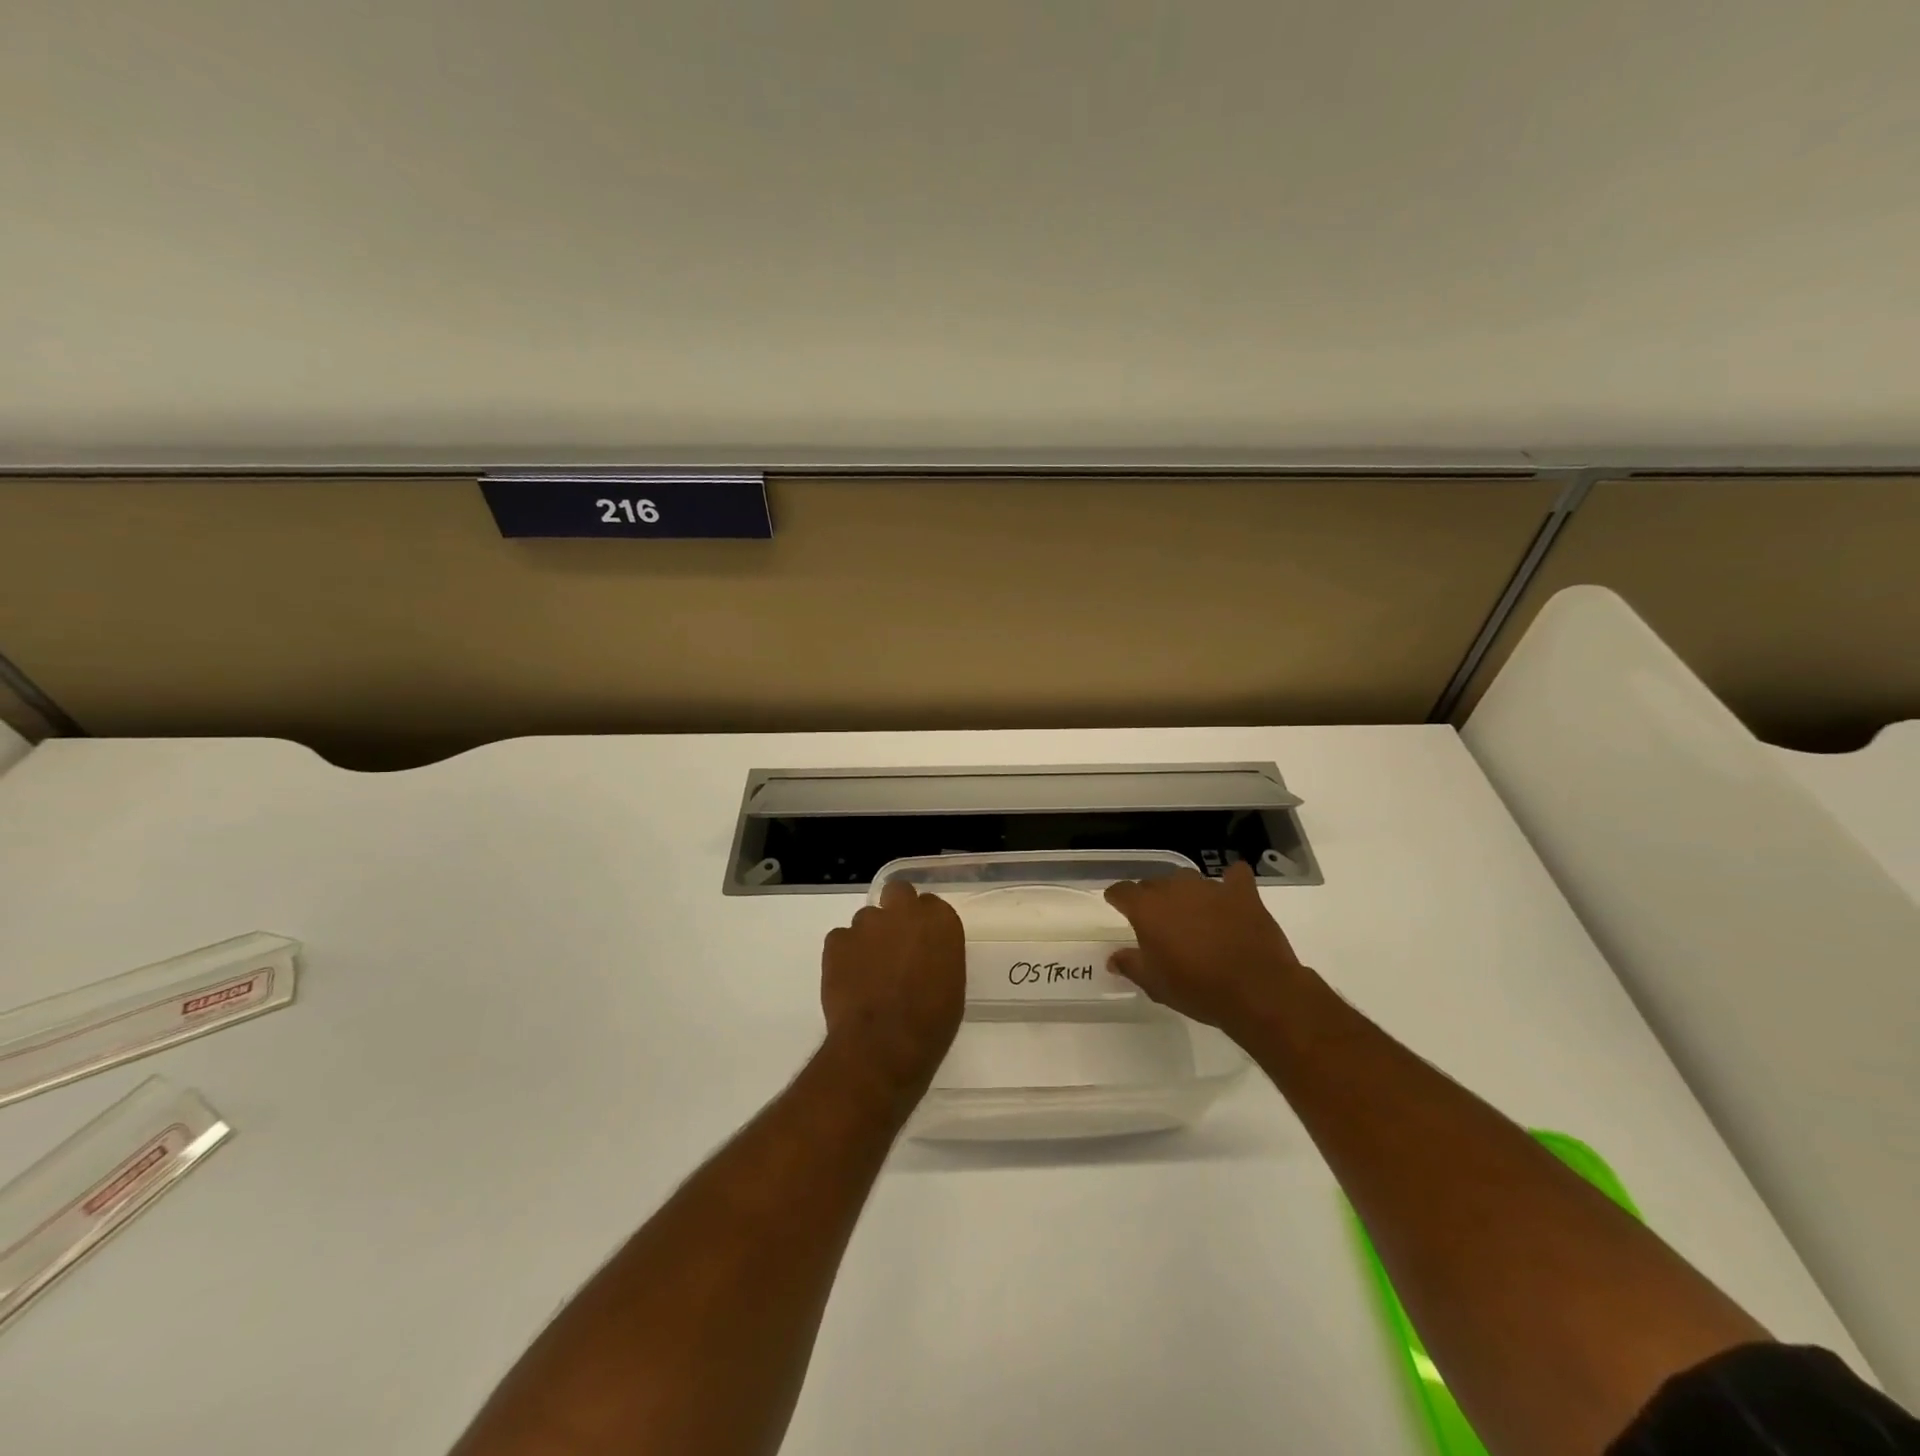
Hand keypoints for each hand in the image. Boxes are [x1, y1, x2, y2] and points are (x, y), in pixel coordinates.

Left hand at [820, 880, 965, 1107]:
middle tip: (895, 942)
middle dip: (895, 909)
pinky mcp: (837, 941)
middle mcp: (904, 911)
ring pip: (866, 918)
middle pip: (898, 892)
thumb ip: (937, 955)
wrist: (884, 1045)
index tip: (922, 943)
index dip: (924, 924)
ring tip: (868, 971)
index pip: (931, 905)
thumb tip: (923, 956)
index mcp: (940, 921)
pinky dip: (844, 955)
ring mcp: (867, 923)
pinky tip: (849, 980)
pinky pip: (840, 939)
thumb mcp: (951, 984)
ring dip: (869, 937)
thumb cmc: (931, 1022)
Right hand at [1104, 862, 1307, 1037]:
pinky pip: (1234, 876)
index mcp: (1147, 908)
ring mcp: (1211, 887)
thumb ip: (1130, 965)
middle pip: (1154, 883)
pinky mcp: (1243, 892)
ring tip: (1193, 916)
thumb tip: (1113, 958)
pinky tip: (1231, 896)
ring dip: (1185, 894)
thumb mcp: (1155, 985)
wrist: (1257, 991)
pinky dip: (1230, 883)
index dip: (1118, 899)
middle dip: (1152, 899)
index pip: (1122, 891)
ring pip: (1188, 880)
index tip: (1118, 907)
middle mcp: (1175, 888)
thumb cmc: (1198, 989)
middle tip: (1159, 924)